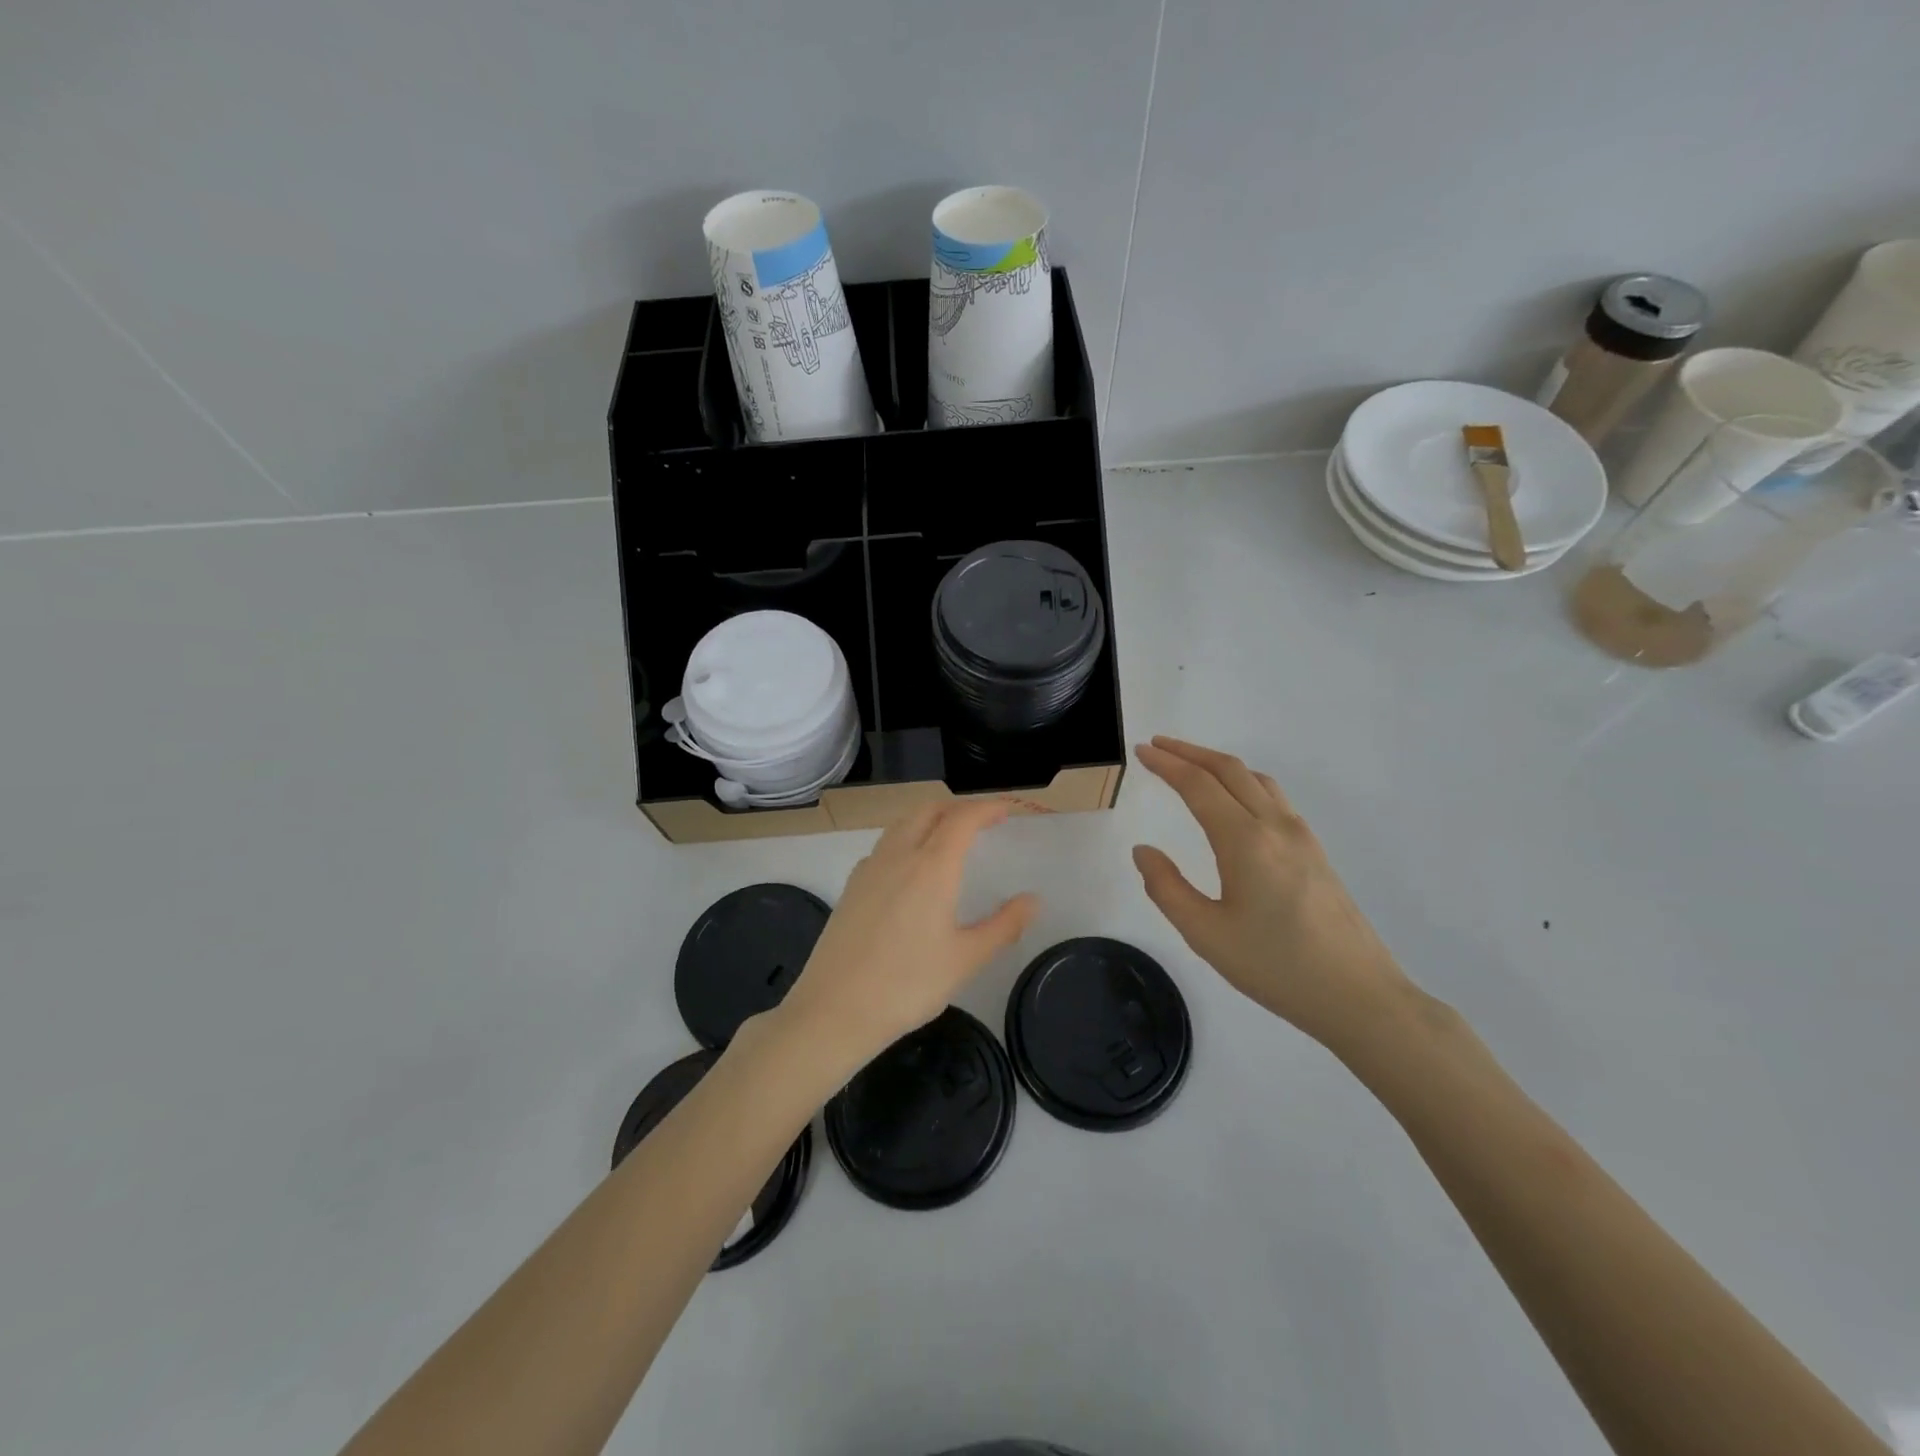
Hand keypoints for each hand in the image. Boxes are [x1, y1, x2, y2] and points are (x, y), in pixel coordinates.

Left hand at [776, 799, 1038, 1071]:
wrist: (834, 1010)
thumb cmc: (907, 985)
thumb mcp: (965, 959)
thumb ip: (1003, 926)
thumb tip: (1032, 900)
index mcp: (931, 867)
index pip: (962, 818)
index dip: (987, 808)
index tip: (1007, 810)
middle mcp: (898, 856)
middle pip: (929, 811)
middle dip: (958, 808)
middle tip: (982, 821)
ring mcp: (869, 868)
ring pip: (902, 824)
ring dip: (930, 819)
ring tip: (950, 838)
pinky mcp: (851, 886)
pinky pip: (885, 845)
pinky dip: (907, 838)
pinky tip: (912, 869)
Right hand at [1131, 737, 1411, 1050]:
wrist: (1359, 995)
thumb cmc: (1276, 967)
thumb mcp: (1206, 934)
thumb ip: (1167, 888)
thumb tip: (1144, 851)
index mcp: (1244, 841)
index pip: (1198, 785)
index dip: (1167, 764)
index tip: (1142, 751)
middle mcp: (1274, 826)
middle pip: (1229, 770)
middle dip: (1189, 752)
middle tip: (1158, 746)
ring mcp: (1301, 836)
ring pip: (1255, 779)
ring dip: (1218, 764)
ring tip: (1190, 765)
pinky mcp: (1315, 851)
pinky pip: (1273, 797)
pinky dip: (1243, 781)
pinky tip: (1235, 800)